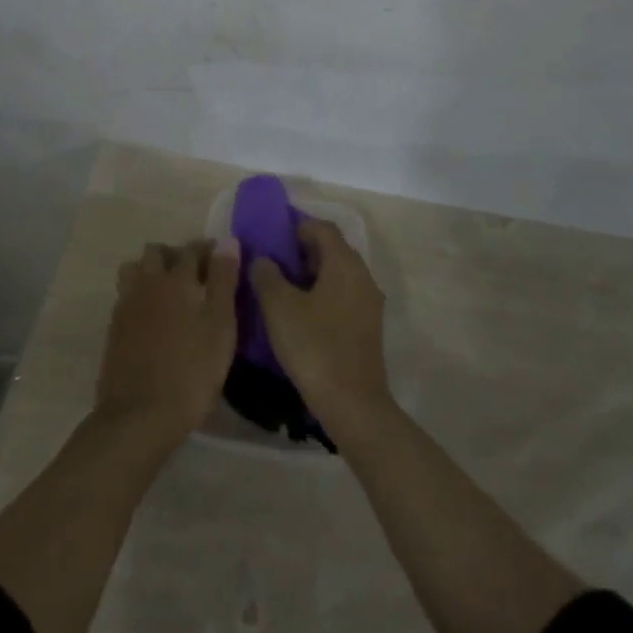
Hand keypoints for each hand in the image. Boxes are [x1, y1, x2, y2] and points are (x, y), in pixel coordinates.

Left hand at [95, 239, 240, 446]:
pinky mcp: (114, 328)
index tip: (221, 259)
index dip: (208, 250)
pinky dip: (139, 293)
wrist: (138, 415)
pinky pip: (126, 294)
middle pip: (157, 252)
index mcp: (178, 279)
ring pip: (136, 269)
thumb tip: (228, 240)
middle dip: (176, 255)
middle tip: (194, 275)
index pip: (193, 249)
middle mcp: (149, 282)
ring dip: (151, 270)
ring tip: (168, 291)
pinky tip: (151, 315)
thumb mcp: (221, 326)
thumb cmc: (191, 371)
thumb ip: (224, 281)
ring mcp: (127, 304)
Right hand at [251, 219, 390, 431]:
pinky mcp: (368, 327)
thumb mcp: (279, 308)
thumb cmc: (315, 347)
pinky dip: (322, 295)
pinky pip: (343, 296)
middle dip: (302, 251)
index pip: (321, 228)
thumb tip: (263, 260)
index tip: (271, 237)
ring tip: (282, 290)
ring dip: (311, 275)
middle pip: (332, 249)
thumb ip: (267, 275)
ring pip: (338, 275)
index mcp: (344, 262)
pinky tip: (301, 316)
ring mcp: (369, 302)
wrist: (353, 405)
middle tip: (272, 263)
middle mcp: (362, 275)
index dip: (295, 226)